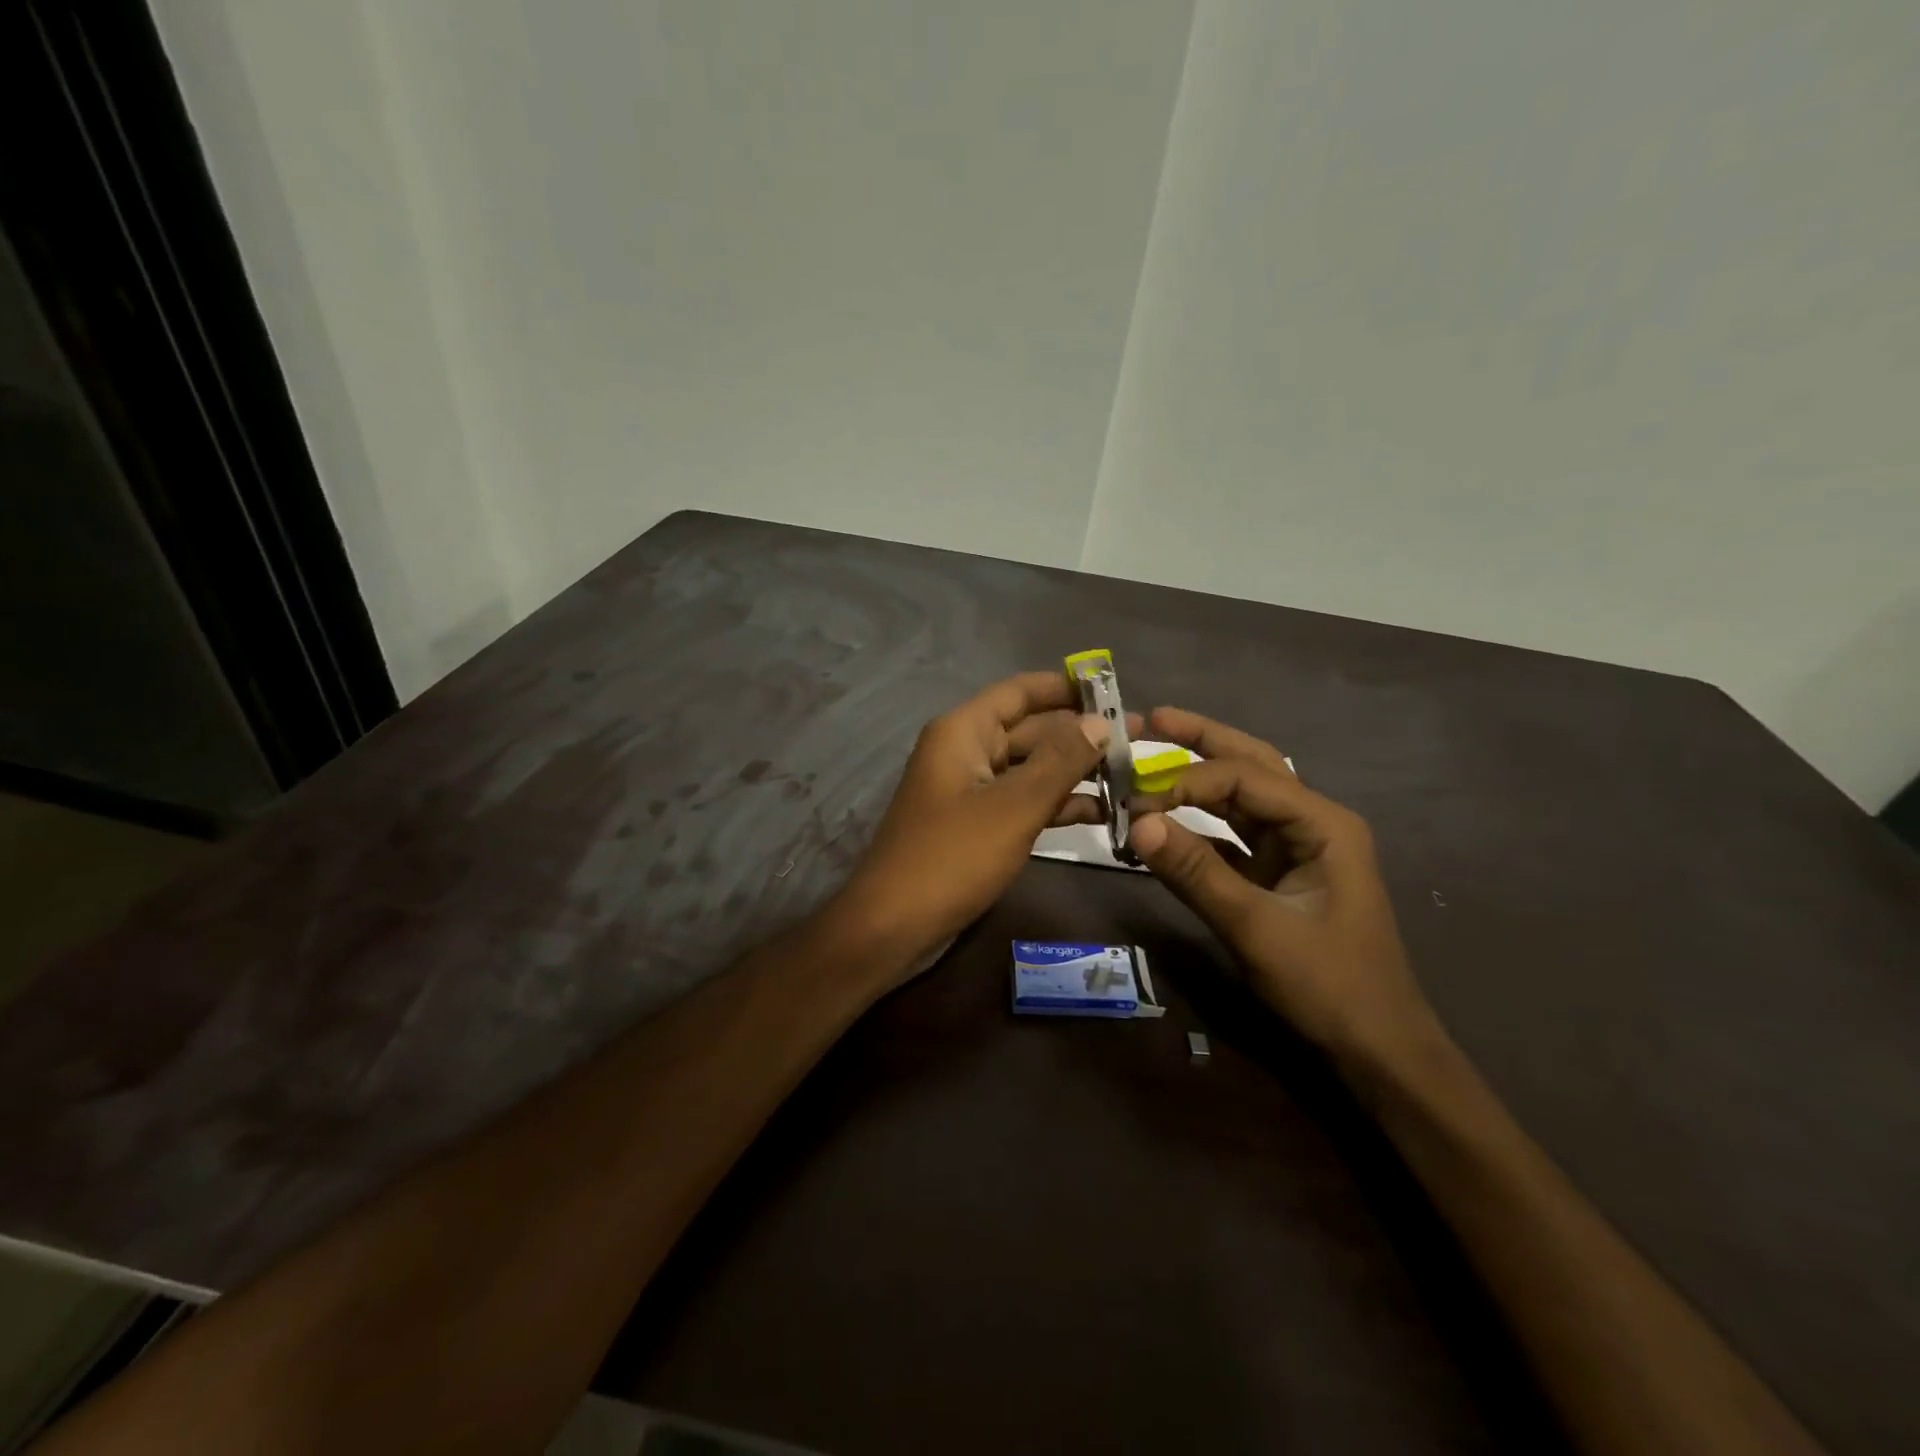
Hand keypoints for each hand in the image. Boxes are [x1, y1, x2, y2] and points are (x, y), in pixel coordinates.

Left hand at [835, 671, 1108, 980]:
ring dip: (1075, 772)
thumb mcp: (1013, 806)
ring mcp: (971, 791)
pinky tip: (1104, 812)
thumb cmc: (952, 857)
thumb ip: (1060, 760)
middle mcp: (966, 752)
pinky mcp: (978, 826)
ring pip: (1031, 769)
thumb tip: (1101, 722)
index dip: (1065, 687)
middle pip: (1030, 730)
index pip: (1019, 692)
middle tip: (1140, 741)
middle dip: (1081, 735)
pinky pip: (1023, 802)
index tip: (1114, 689)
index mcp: (963, 732)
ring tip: (1133, 776)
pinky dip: (1057, 804)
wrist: (894, 926)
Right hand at [1129, 707, 1438, 1064]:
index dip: (1189, 780)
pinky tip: (1167, 821)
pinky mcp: (1278, 874)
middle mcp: (1312, 823)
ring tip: (1154, 749)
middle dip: (1202, 740)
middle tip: (1150, 718)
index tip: (1138, 802)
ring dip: (1198, 777)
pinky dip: (1199, 826)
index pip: (1245, 778)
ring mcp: (1296, 848)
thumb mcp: (1257, 929)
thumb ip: (1196, 873)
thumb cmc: (1329, 985)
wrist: (1376, 1048)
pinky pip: (1233, 835)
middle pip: (1251, 765)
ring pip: (1241, 796)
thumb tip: (1138, 823)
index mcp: (1323, 824)